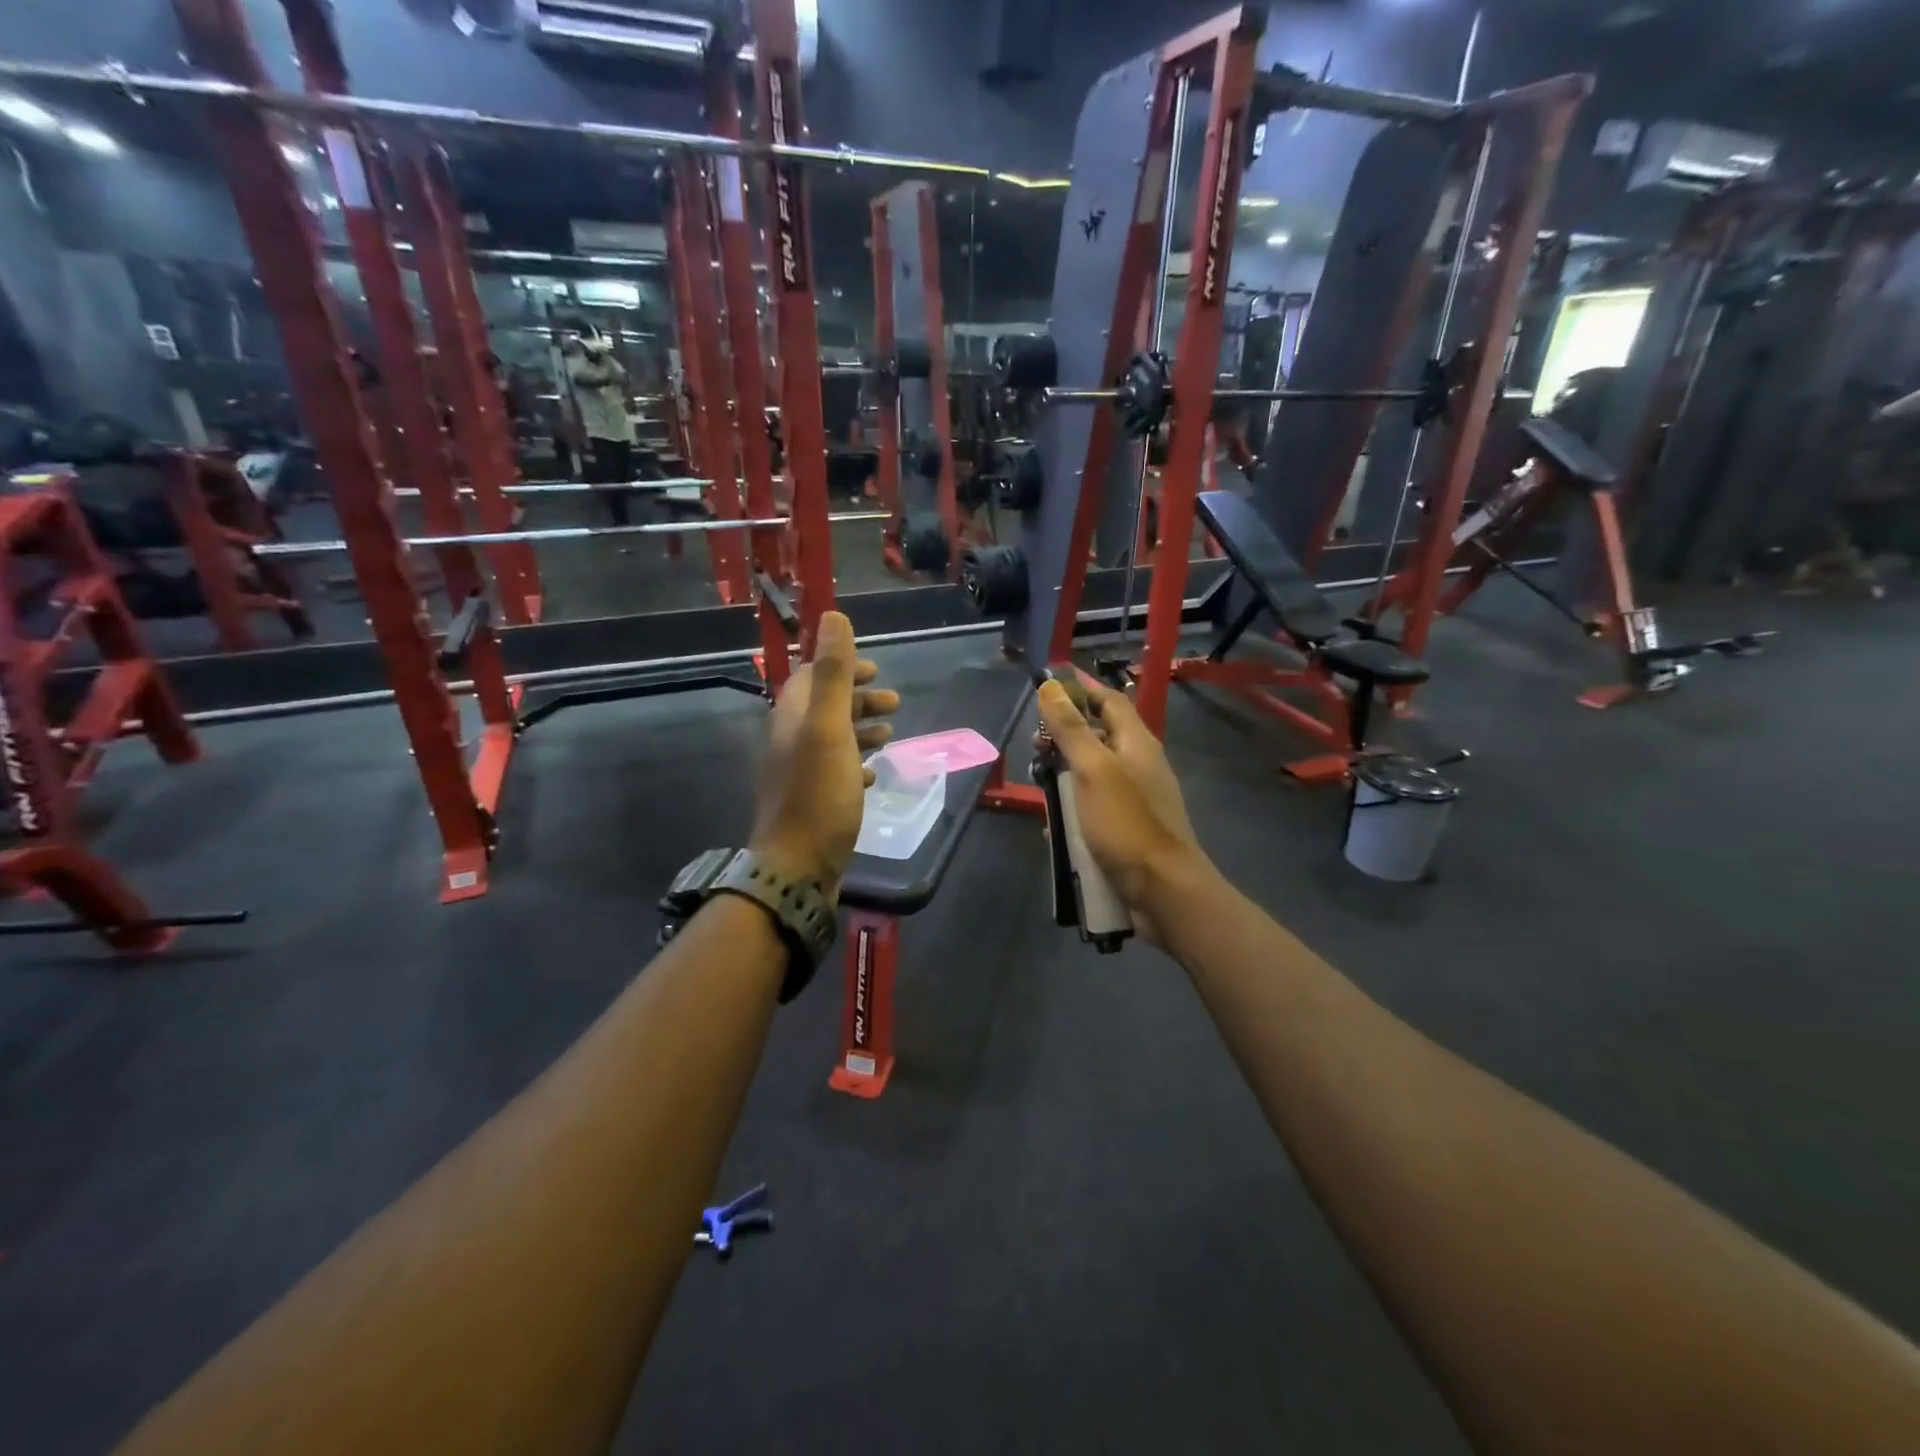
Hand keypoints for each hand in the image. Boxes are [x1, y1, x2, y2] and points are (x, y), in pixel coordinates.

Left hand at [750, 612, 898, 897]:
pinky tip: (874, 773)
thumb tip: (833, 616)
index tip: (875, 670)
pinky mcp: (813, 802)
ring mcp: (801, 774)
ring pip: (832, 740)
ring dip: (861, 730)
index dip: (842, 668)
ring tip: (891, 735)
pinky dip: (856, 763)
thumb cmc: (818, 795)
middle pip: (825, 708)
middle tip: (895, 703)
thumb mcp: (828, 728)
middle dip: (859, 700)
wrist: (797, 867)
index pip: (811, 678)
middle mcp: (791, 742)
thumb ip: (832, 673)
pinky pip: (836, 772)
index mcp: (793, 719)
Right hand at [1035, 676, 1203, 945]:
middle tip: (1034, 747)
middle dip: (1064, 738)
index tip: (1046, 688)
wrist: (1163, 891)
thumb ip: (1072, 729)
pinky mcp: (1127, 829)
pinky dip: (1073, 812)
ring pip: (1092, 775)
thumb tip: (1051, 686)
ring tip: (1038, 789)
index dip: (1081, 690)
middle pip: (1098, 737)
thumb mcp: (1094, 770)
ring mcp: (1135, 799)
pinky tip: (1053, 829)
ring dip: (1064, 778)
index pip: (1109, 701)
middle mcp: (1139, 765)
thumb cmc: (1127, 823)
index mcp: (1137, 743)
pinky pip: (1094, 810)